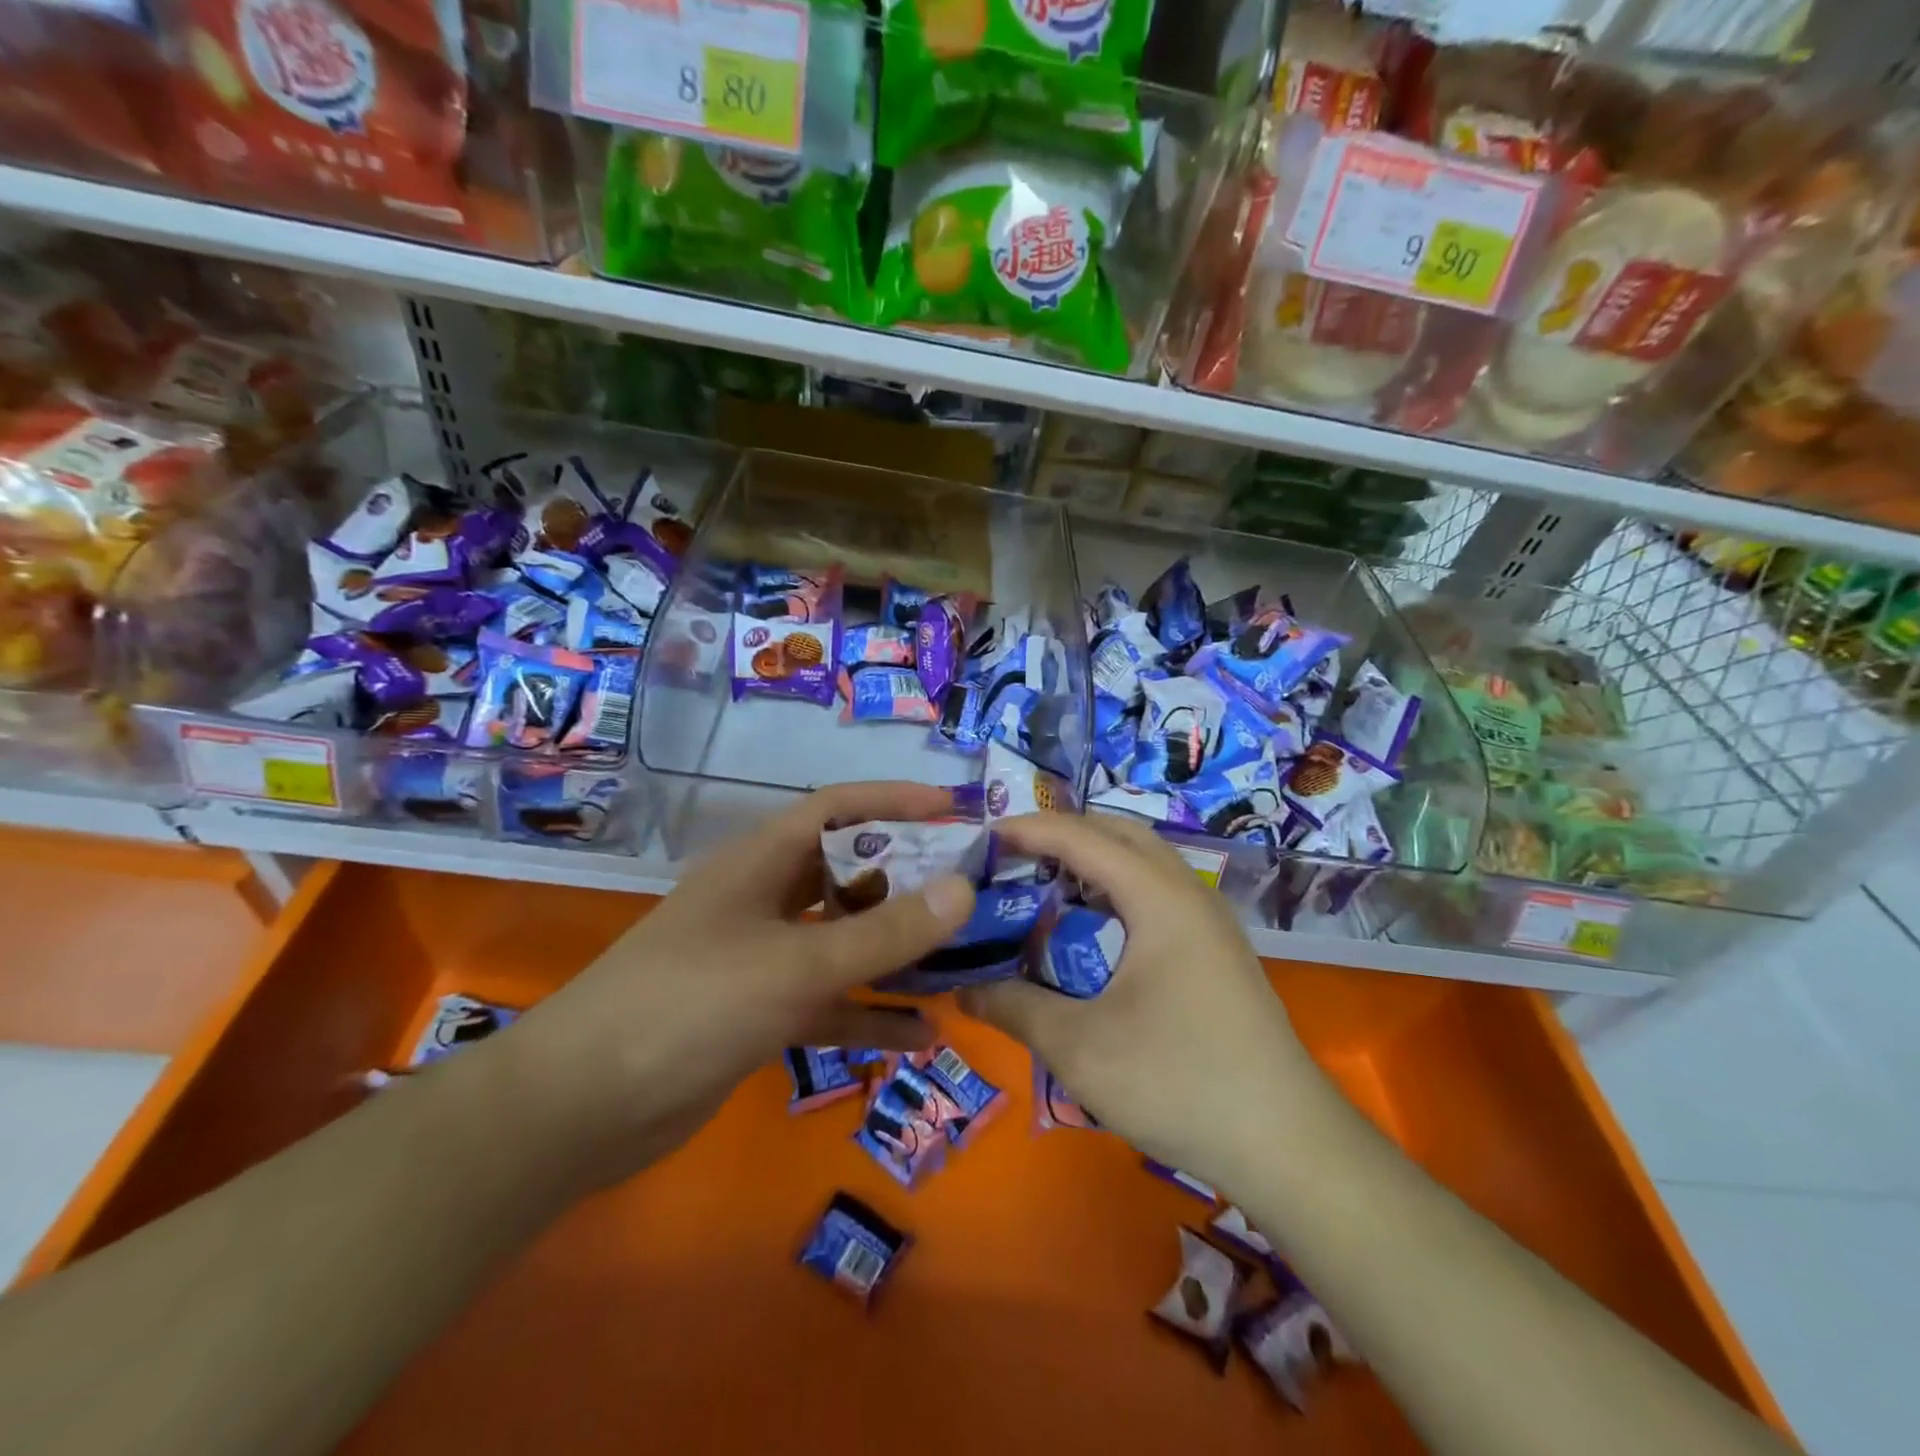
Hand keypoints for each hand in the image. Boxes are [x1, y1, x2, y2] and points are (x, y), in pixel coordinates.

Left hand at [495, 782, 975, 1187]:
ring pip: (843, 942)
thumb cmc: (691, 1005)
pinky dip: (869, 1013)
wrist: (583, 1108)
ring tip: (960, 960)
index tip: (955, 810)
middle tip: (970, 890)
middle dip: (907, 879)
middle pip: (847, 874)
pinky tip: (921, 1034)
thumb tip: (964, 888)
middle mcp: (763, 900)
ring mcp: (761, 958)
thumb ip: (884, 932)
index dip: (895, 800)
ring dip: (894, 952)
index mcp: (762, 862)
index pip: (837, 808)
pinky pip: (829, 1002)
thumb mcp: (797, 964)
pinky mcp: (759, 1013)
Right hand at [961, 814, 1332, 1189]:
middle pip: (1121, 834)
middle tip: (1015, 856)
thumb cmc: (1178, 1082)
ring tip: (1048, 886)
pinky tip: (1094, 931)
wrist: (1287, 1144)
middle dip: (1066, 834)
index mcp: (1159, 898)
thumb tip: (964, 992)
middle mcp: (1189, 893)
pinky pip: (1159, 893)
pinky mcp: (1218, 951)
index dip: (1032, 829)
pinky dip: (1118, 891)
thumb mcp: (1079, 1048)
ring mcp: (1210, 921)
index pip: (1084, 838)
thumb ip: (1016, 1008)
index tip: (985, 834)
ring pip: (1145, 862)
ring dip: (1096, 861)